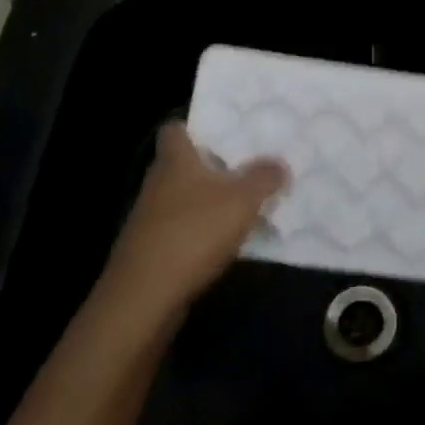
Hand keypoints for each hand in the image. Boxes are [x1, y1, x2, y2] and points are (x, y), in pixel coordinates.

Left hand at [99, 122, 287, 319]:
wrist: (145, 297)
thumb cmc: (194, 232)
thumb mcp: (243, 199)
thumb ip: (264, 177)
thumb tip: (279, 163)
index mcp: (175, 160)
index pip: (174, 130)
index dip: (194, 126)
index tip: (221, 131)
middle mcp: (157, 183)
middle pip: (181, 165)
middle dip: (210, 166)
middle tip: (245, 166)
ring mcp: (149, 219)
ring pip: (182, 199)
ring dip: (206, 202)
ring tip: (242, 206)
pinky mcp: (149, 252)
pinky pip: (180, 230)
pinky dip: (199, 233)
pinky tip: (224, 243)